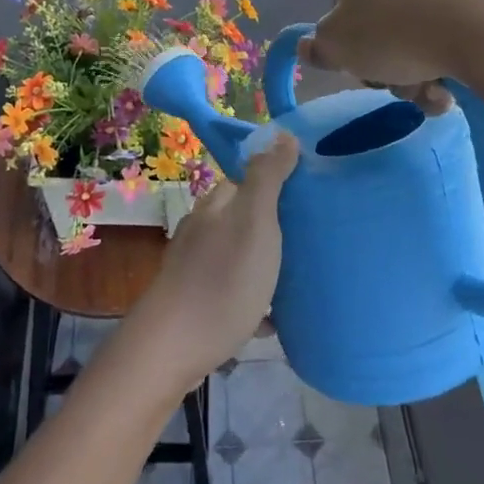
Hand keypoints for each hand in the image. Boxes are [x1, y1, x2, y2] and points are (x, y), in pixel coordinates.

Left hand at [122, 133, 299, 395]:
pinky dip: (253, 301)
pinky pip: (233, 293)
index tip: (310, 196)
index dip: (277, 182)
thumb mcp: (254, 222)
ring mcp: (195, 269)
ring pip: (238, 256)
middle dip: (274, 225)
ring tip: (299, 279)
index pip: (247, 179)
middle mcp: (202, 231)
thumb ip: (267, 178)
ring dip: (265, 264)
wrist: (171, 349)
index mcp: (216, 206)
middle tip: (312, 240)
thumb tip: (282, 134)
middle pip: (243, 218)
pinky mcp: (194, 305)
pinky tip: (273, 320)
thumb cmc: (222, 280)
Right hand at [299, 0, 483, 112]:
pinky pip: (445, 39)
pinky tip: (449, 90)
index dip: (343, 40)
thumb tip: (308, 46)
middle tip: (392, 81)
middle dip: (382, 64)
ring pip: (411, 38)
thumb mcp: (335, 45)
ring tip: (427, 91)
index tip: (355, 62)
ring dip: (413, 75)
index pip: (337, 3)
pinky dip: (442, 67)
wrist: (477, 26)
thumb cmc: (390, 30)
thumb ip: (317, 47)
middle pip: (376, 25)